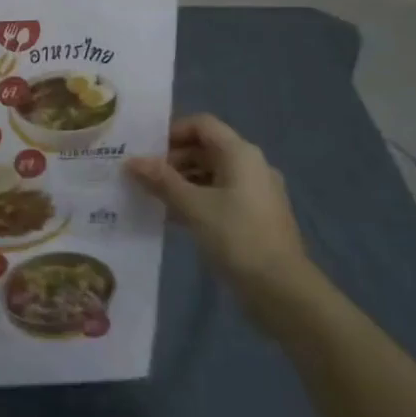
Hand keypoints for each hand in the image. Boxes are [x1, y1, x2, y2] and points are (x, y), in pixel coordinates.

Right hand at [125, 114, 317, 320]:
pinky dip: (198, 200)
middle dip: (173, 159)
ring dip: (182, 182)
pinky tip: (175, 217)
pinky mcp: (256, 217)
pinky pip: (221, 196)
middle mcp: (251, 166)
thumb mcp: (193, 206)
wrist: (283, 292)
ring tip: (154, 197)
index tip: (147, 151)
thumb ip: (161, 180)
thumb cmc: (237, 237)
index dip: (172, 132)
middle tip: (144, 176)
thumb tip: (132, 161)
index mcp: (240, 153)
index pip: (202, 124)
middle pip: (206, 148)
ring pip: (212, 174)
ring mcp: (257, 193)